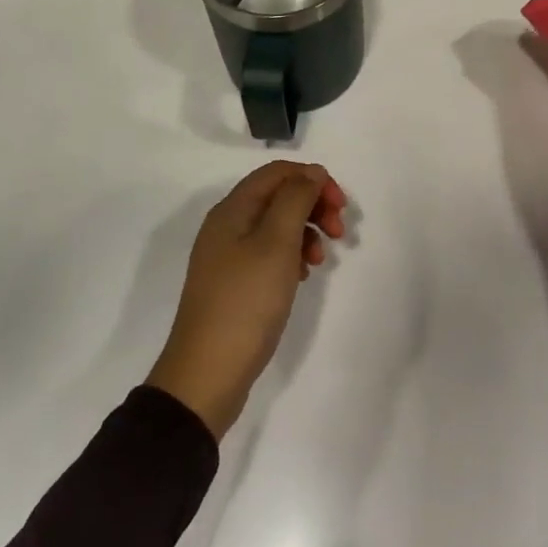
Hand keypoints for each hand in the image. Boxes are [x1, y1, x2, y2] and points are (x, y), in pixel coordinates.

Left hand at [145, 162, 347, 438]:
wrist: (207, 374)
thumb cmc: (246, 302)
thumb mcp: (276, 243)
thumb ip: (296, 199)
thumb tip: (311, 172)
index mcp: (233, 210)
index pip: (278, 172)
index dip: (313, 180)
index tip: (340, 206)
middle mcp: (227, 225)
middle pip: (278, 196)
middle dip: (313, 206)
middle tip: (339, 232)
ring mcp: (228, 256)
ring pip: (276, 225)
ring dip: (306, 232)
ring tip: (320, 261)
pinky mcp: (234, 283)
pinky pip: (269, 253)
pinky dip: (292, 255)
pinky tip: (302, 276)